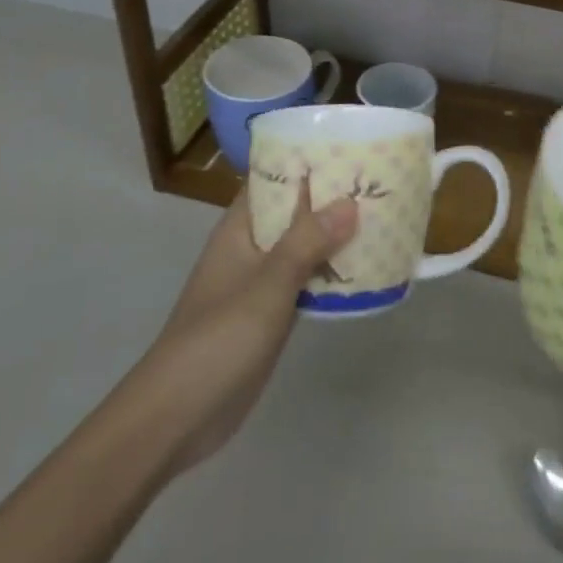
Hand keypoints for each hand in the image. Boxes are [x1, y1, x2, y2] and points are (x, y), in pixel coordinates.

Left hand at [132, 182, 356, 475]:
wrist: (178, 415)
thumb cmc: (218, 339)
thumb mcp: (267, 285)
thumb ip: (307, 242)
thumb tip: (350, 202)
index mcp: (239, 229)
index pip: (273, 179)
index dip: (306, 160)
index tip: (350, 147)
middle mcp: (250, 248)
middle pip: (294, 212)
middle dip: (331, 198)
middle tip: (380, 182)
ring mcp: (260, 282)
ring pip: (303, 247)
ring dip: (335, 236)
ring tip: (383, 217)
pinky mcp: (271, 314)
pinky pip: (307, 281)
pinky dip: (331, 272)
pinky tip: (366, 268)